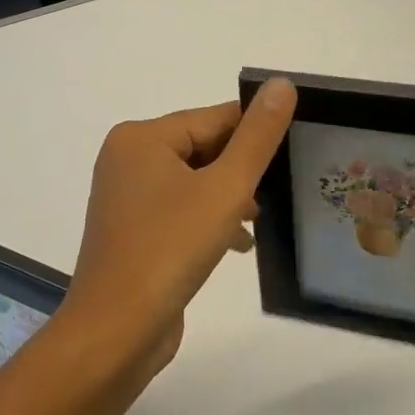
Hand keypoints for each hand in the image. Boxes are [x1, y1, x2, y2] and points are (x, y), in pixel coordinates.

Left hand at [63, 79, 297, 376]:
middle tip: (285, 188)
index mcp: (141, 137)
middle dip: (242, 169)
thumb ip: (256, 137)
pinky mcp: (132, 229)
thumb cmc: (170, 249)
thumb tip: (281, 83)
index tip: (298, 146)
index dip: (256, 131)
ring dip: (229, 196)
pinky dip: (208, 219)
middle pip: (202, 147)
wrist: (116, 331)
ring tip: (262, 219)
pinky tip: (238, 244)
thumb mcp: (224, 188)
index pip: (214, 118)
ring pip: (193, 181)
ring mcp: (126, 195)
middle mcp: (128, 158)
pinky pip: (179, 209)